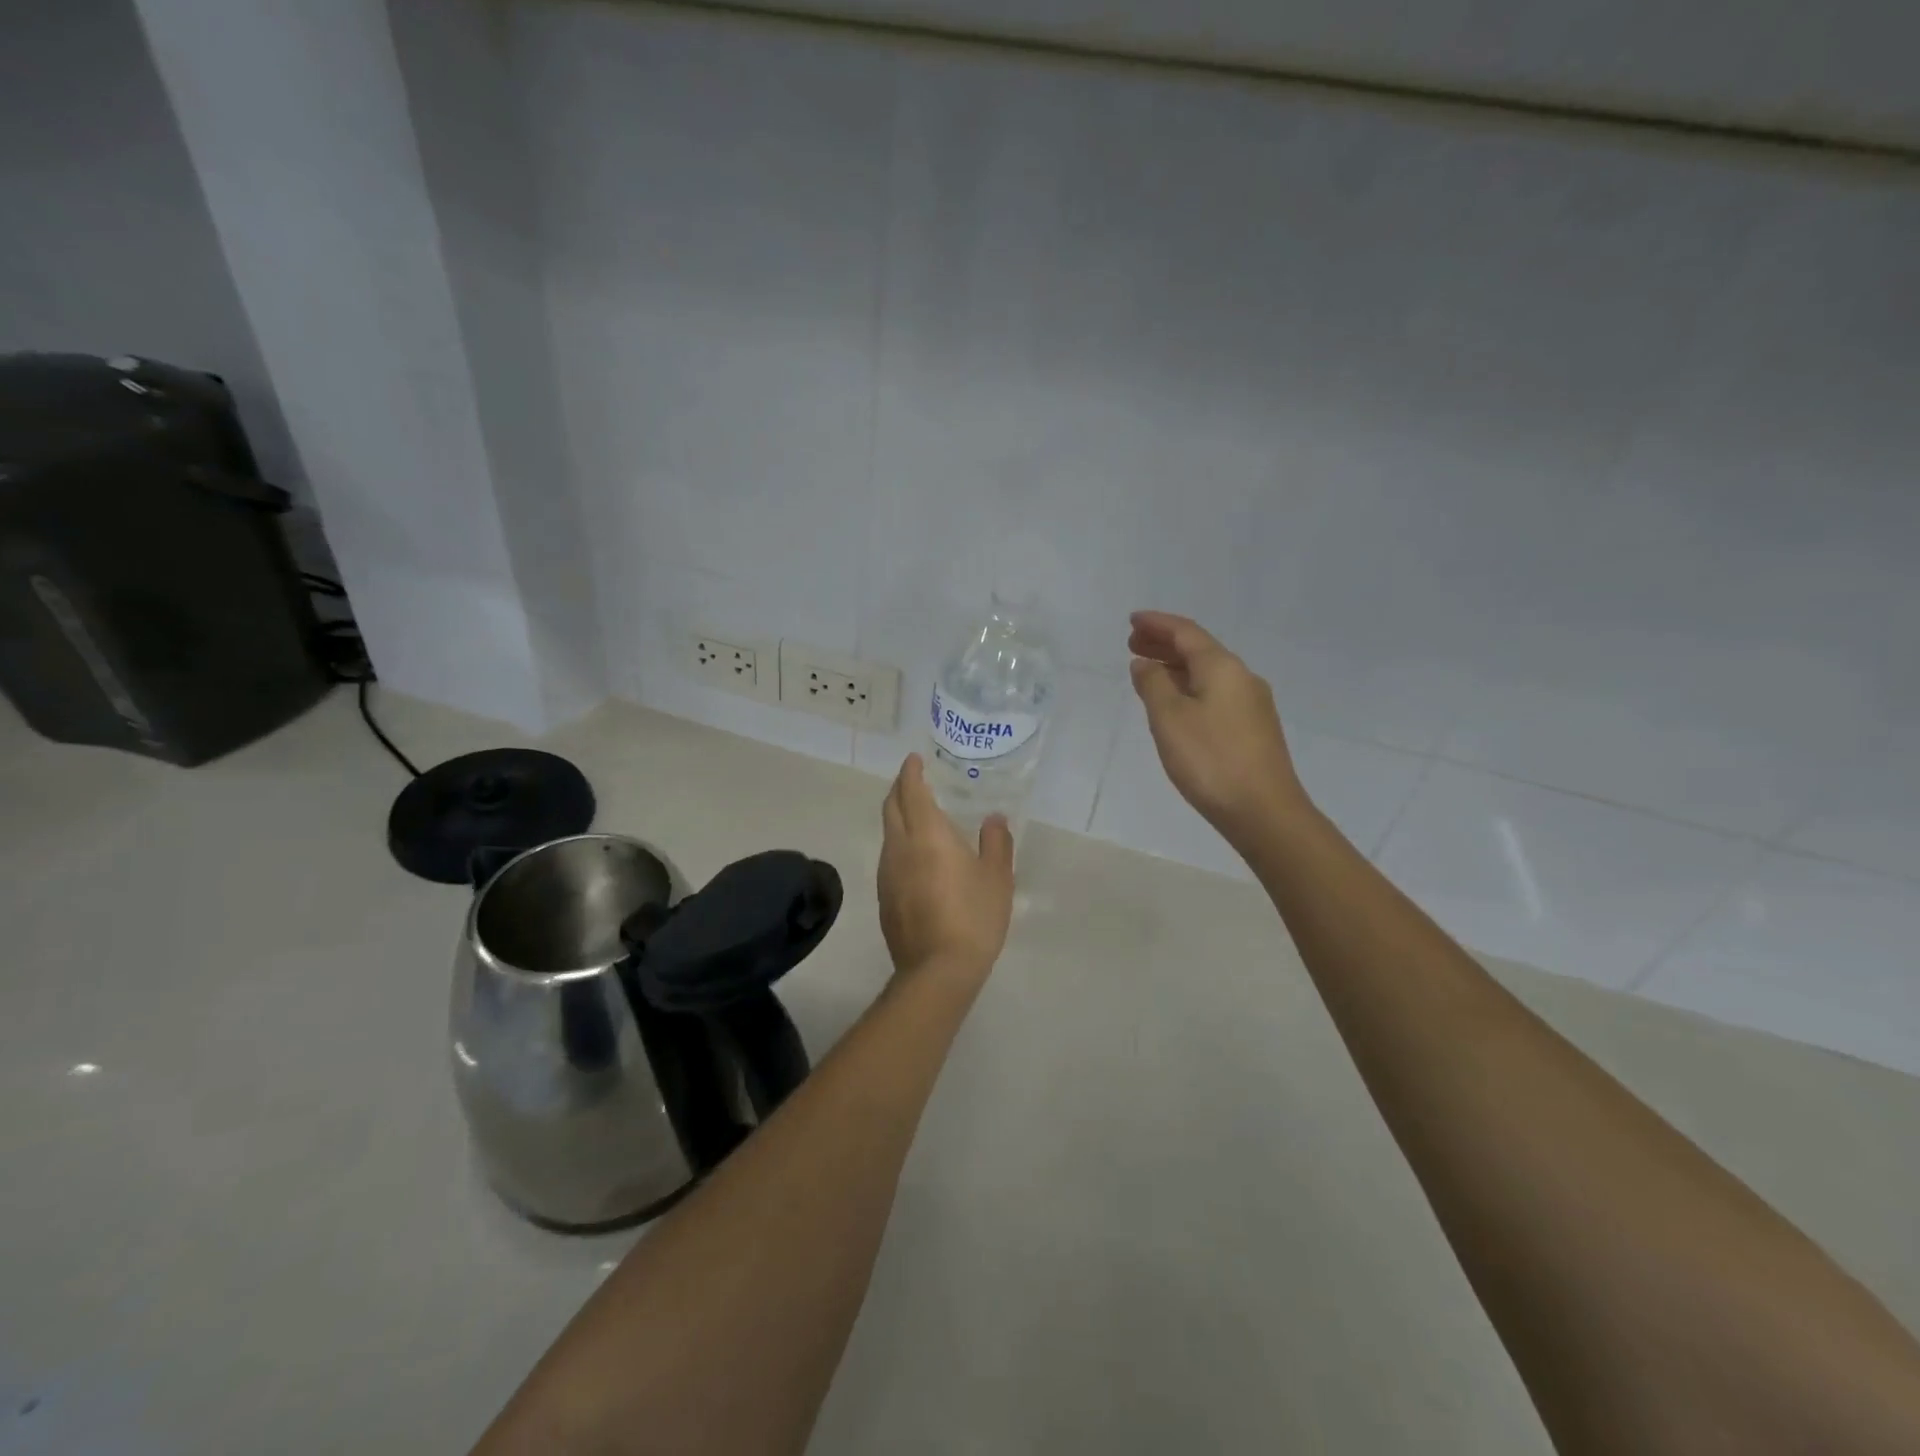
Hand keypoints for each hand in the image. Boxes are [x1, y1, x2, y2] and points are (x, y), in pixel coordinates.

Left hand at [877, 755, 1015, 980]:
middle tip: (913, 780)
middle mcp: (899, 847)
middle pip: (891, 808)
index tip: (914, 760)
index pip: (911, 792)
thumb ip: (996, 842)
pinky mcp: (884, 897)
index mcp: (926, 835)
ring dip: (898, 817)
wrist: (937, 971)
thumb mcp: (997, 878)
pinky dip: (899, 843)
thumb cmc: (973, 917)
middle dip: (899, 789)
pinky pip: (889, 857)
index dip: (910, 772)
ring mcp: (886, 874)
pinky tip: (916, 857)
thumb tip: (994, 818)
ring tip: (918, 816)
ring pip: (888, 833)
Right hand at [1128, 611, 1306, 848]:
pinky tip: (1176, 704)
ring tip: (1147, 672)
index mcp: (1222, 667)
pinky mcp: (1253, 728)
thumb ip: (1153, 685)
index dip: (1157, 623)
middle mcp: (1242, 677)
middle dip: (1165, 644)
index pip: (1186, 632)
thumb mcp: (1169, 719)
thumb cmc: (1210, 760)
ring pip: (1208, 673)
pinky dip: (1189, 687)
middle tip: (1133, 644)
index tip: (1132, 620)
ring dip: (1176, 667)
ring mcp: (1252, 704)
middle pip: (1199, 650)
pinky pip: (1215, 693)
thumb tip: (1144, 663)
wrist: (1264, 811)